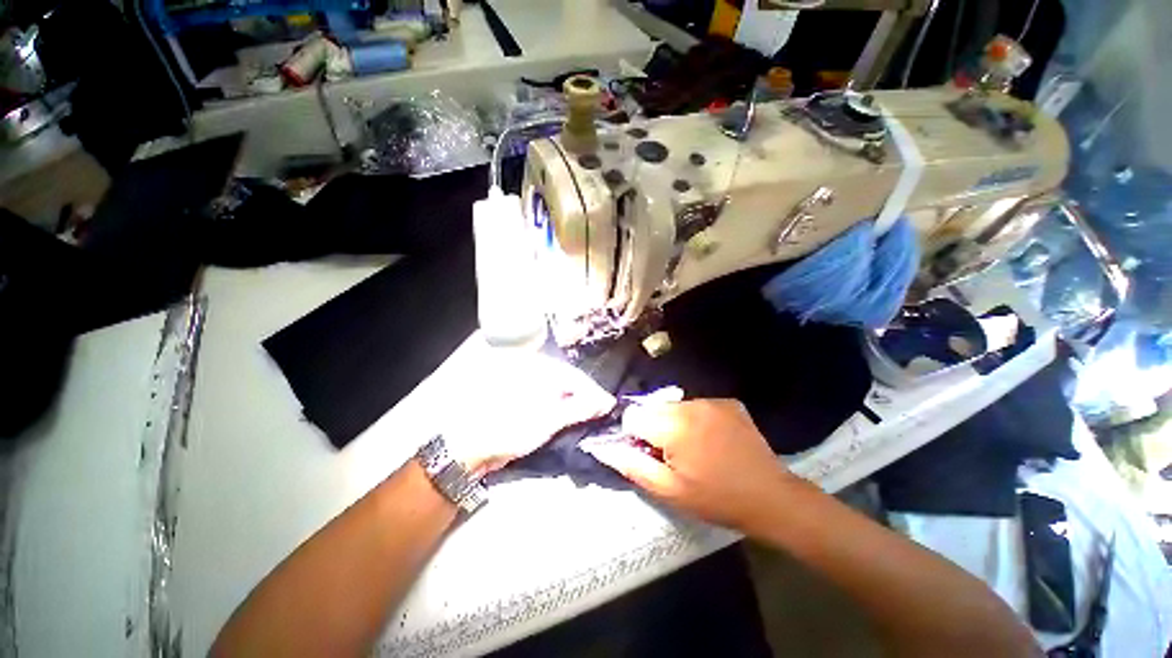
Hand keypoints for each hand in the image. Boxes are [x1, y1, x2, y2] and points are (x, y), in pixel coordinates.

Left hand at [443, 351, 613, 475]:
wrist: (465, 448)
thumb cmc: (508, 430)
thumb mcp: (548, 420)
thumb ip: (579, 408)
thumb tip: (605, 402)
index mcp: (536, 366)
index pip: (574, 375)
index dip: (593, 391)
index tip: (608, 406)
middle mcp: (529, 367)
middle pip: (566, 379)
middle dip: (583, 396)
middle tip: (599, 412)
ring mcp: (520, 380)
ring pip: (555, 387)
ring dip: (571, 401)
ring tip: (585, 415)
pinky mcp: (515, 394)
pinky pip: (543, 395)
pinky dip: (556, 405)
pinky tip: (563, 415)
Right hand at [584, 399, 796, 531]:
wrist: (771, 497)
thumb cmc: (716, 498)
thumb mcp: (668, 491)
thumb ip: (632, 465)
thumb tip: (603, 447)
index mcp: (673, 425)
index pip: (633, 416)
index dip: (635, 436)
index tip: (649, 454)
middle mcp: (690, 404)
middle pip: (653, 407)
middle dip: (654, 427)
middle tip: (671, 454)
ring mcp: (712, 401)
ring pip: (674, 406)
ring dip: (674, 422)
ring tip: (693, 448)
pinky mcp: (728, 402)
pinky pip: (698, 405)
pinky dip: (695, 418)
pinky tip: (711, 439)